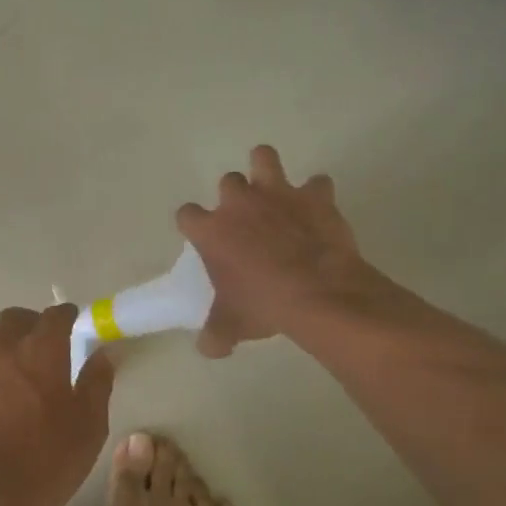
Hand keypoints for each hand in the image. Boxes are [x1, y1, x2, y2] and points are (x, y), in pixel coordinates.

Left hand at [0, 303, 114, 505]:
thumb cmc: (44, 463)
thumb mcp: (88, 427)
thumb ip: (96, 383)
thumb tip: (102, 354)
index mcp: (38, 351)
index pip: (55, 316)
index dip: (66, 317)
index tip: (73, 325)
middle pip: (13, 320)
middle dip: (30, 327)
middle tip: (42, 351)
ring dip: (1, 352)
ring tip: (11, 382)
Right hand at [176, 144, 370, 356]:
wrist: (317, 294)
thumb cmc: (262, 305)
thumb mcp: (230, 326)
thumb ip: (214, 334)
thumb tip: (208, 348)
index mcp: (211, 230)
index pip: (187, 214)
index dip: (193, 224)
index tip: (203, 238)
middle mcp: (239, 203)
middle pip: (227, 181)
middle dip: (234, 196)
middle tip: (246, 219)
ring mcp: (278, 194)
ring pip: (264, 157)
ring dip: (267, 168)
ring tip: (273, 186)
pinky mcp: (315, 196)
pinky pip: (317, 183)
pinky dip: (317, 194)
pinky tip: (319, 209)